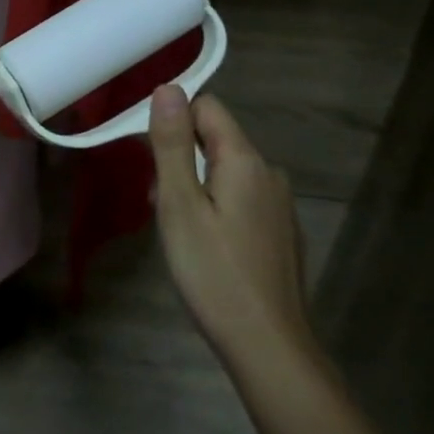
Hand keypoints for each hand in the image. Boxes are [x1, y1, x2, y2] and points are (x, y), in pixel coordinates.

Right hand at [148, 86, 312, 367]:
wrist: (268, 345)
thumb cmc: (214, 273)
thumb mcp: (180, 206)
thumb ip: (173, 145)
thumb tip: (168, 89)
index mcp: (246, 160)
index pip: (207, 107)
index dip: (174, 123)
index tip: (151, 161)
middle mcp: (269, 173)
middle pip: (217, 140)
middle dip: (182, 159)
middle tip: (161, 206)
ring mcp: (280, 204)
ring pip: (227, 171)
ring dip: (198, 186)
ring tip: (180, 231)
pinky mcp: (281, 231)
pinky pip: (242, 198)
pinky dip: (218, 207)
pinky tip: (208, 247)